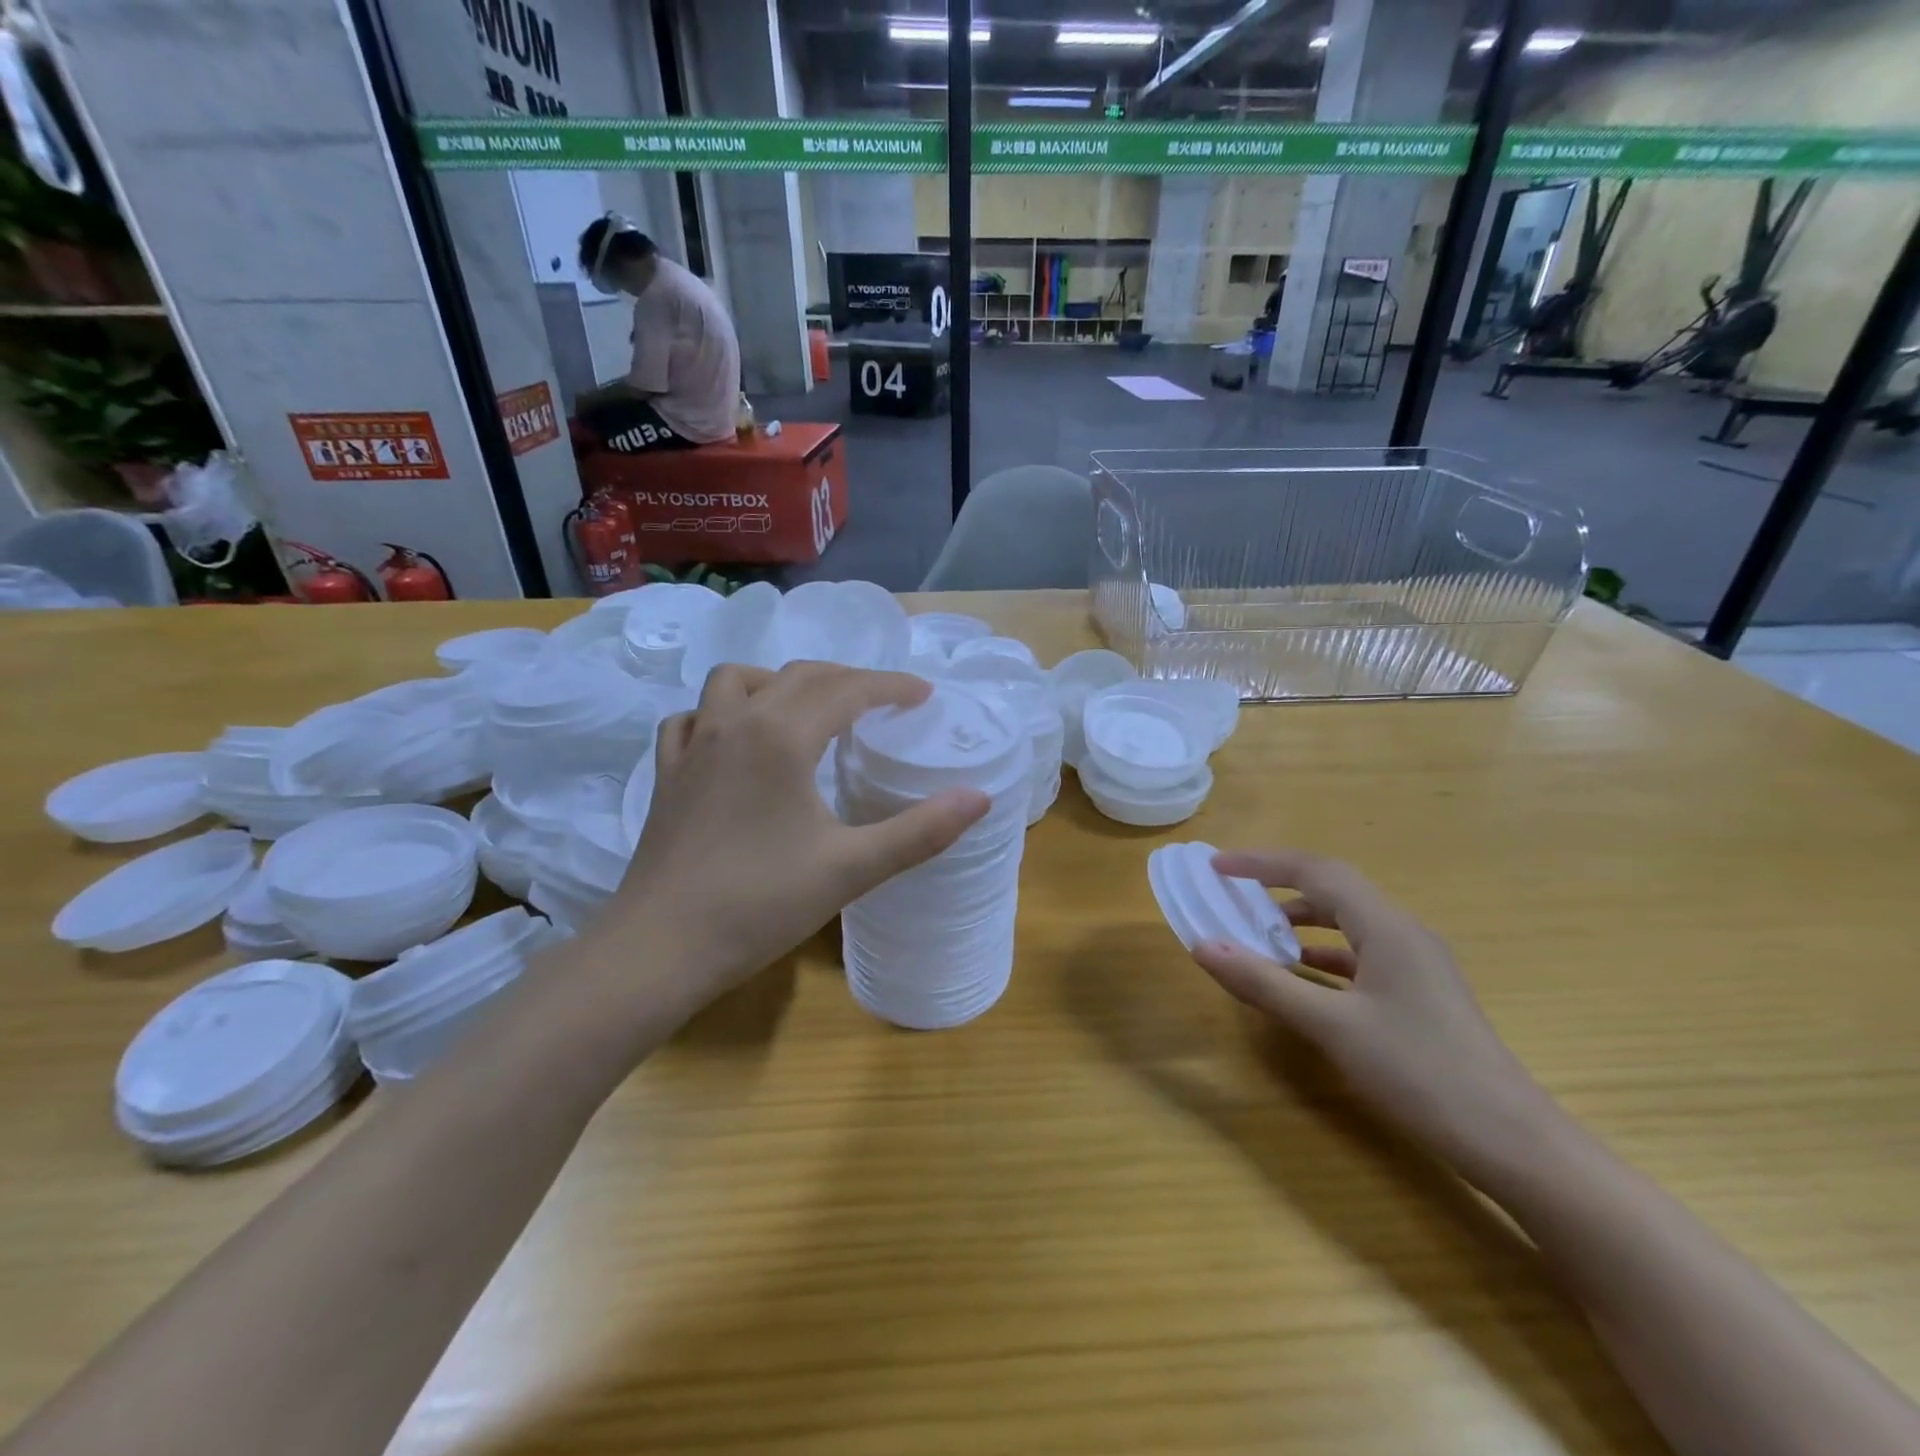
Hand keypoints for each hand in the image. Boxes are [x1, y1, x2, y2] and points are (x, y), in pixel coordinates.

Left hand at [610, 662, 988, 1010]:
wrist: (662, 947)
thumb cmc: (760, 904)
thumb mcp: (851, 868)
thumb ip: (920, 831)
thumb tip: (980, 798)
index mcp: (782, 736)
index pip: (847, 690)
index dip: (891, 686)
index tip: (923, 695)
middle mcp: (735, 723)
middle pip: (798, 676)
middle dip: (847, 679)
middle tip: (881, 703)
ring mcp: (694, 745)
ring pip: (735, 680)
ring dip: (778, 681)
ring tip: (805, 709)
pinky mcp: (668, 773)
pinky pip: (692, 716)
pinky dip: (720, 711)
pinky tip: (734, 738)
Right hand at [1191, 849, 1554, 1180]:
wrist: (1512, 1142)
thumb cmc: (1419, 1072)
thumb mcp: (1331, 1026)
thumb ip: (1264, 983)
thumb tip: (1203, 946)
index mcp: (1387, 927)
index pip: (1316, 871)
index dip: (1263, 863)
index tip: (1217, 866)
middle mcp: (1404, 933)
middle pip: (1334, 889)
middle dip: (1279, 885)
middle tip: (1232, 894)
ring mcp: (1416, 964)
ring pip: (1348, 923)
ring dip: (1300, 921)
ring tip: (1257, 934)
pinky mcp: (1420, 993)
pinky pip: (1361, 954)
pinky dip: (1323, 954)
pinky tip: (1302, 976)